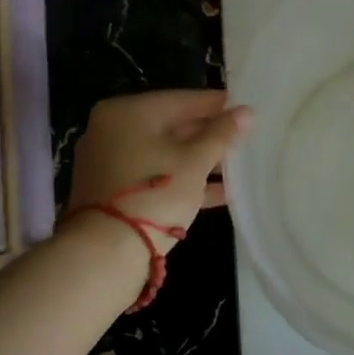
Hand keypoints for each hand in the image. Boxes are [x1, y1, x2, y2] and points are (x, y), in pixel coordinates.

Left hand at [64, 91, 252, 251]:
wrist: (105, 254)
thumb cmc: (155, 194)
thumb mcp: (196, 161)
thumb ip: (221, 134)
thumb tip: (246, 112)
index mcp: (128, 112)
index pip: (183, 99)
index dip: (218, 105)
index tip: (247, 109)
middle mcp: (113, 130)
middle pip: (172, 125)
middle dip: (210, 135)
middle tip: (246, 138)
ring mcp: (110, 162)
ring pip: (166, 153)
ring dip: (201, 160)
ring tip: (240, 166)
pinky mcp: (113, 191)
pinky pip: (156, 175)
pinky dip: (183, 179)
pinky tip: (221, 191)